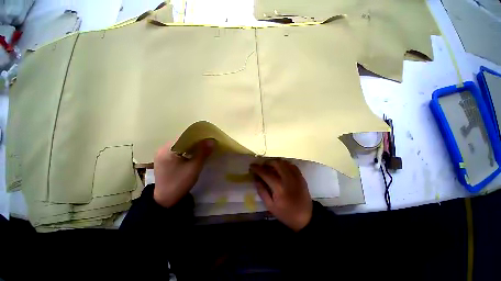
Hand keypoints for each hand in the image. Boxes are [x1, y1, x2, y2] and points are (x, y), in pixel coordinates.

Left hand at [153, 139, 214, 207]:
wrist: (166, 200)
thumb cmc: (180, 183)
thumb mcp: (194, 167)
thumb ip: (203, 153)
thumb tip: (211, 141)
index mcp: (167, 150)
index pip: (184, 137)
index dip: (197, 137)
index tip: (208, 139)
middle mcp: (162, 149)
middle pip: (181, 141)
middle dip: (195, 142)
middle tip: (206, 144)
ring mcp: (162, 154)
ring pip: (180, 146)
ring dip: (191, 147)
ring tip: (202, 149)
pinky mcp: (164, 160)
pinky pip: (177, 151)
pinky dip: (186, 151)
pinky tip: (193, 155)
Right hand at [250, 159, 312, 231]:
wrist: (306, 217)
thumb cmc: (286, 214)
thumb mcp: (270, 206)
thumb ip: (262, 191)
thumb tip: (256, 178)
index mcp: (279, 188)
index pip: (266, 173)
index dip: (257, 168)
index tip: (252, 166)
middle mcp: (288, 179)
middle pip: (276, 163)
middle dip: (267, 162)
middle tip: (262, 166)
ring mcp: (296, 177)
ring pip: (284, 162)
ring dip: (275, 162)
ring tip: (271, 167)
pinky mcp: (301, 177)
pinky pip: (291, 165)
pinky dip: (284, 164)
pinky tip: (281, 169)